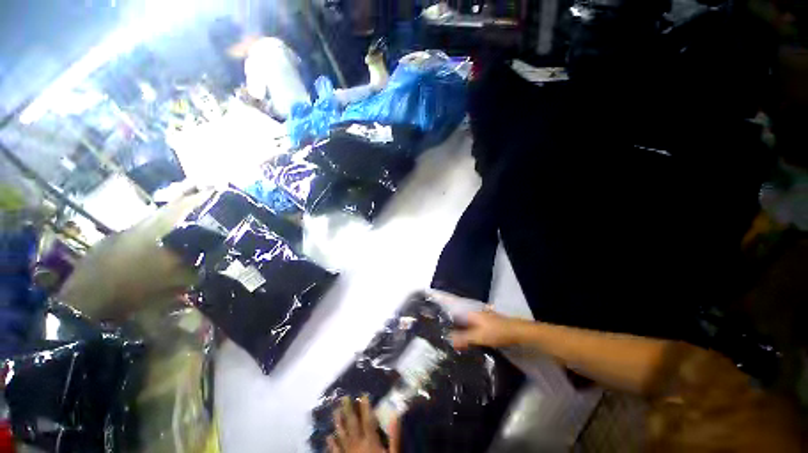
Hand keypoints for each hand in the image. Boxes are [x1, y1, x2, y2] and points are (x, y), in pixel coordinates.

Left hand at [329, 395, 398, 452]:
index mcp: (370, 441)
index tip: (362, 395)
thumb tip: (396, 415)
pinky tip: (328, 437)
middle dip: (348, 410)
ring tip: (335, 411)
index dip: (365, 407)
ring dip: (338, 423)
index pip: (367, 420)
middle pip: (352, 425)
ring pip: (341, 435)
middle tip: (344, 397)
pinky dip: (331, 444)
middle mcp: (357, 444)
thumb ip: (394, 436)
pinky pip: (335, 452)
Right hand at [426, 290, 523, 349]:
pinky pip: (474, 329)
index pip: (454, 314)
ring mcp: (482, 319)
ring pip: (467, 325)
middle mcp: (475, 314)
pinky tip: (468, 342)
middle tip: (443, 337)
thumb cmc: (497, 332)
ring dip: (461, 331)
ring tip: (452, 341)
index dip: (446, 320)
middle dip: (453, 327)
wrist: (518, 332)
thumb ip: (463, 338)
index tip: (438, 327)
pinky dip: (469, 334)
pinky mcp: (488, 326)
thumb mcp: (479, 336)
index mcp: (471, 313)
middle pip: (460, 320)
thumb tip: (447, 339)